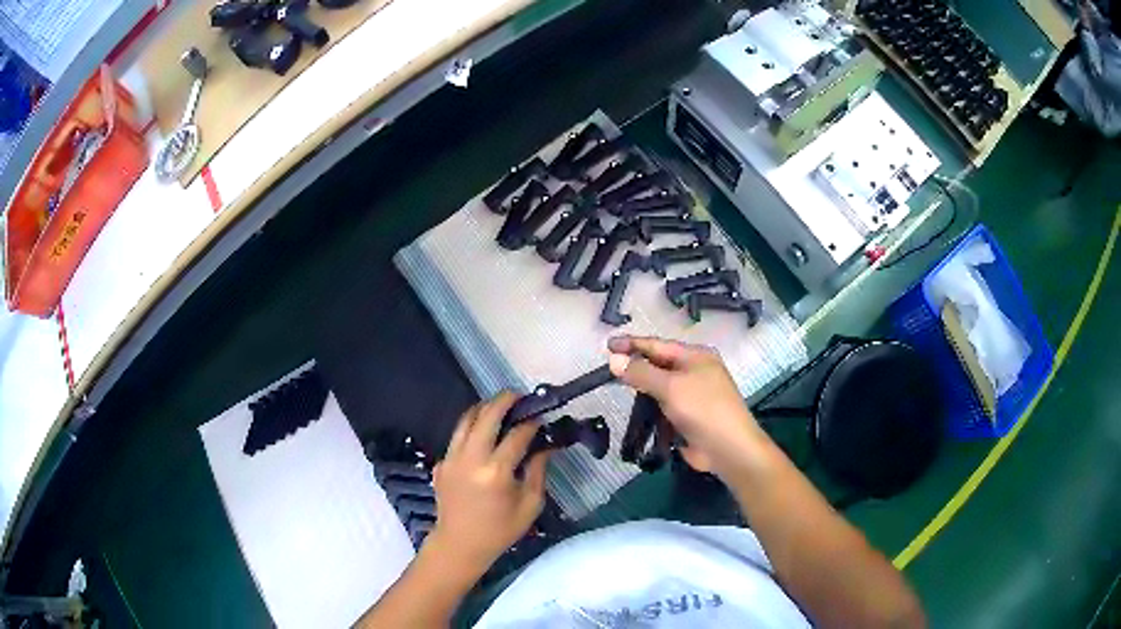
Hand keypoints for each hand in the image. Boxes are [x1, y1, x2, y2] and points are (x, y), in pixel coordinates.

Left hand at [429, 392, 548, 575]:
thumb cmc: (500, 530)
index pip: (517, 435)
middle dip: (504, 400)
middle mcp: (471, 459)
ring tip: (499, 405)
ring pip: (466, 419)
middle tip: (519, 395)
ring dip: (484, 407)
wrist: (460, 544)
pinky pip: (457, 437)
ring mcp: (451, 459)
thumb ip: (537, 471)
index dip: (531, 423)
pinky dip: (471, 428)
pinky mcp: (441, 463)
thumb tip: (544, 446)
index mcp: (496, 472)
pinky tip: (483, 433)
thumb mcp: (530, 505)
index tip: (540, 418)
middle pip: (486, 415)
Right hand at [607, 336, 768, 476]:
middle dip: (635, 365)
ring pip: (661, 386)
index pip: (657, 345)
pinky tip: (635, 410)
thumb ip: (641, 373)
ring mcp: (693, 394)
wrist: (729, 448)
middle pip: (659, 364)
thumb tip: (613, 359)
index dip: (632, 344)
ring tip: (616, 387)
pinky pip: (664, 405)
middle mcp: (695, 371)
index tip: (607, 345)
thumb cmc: (703, 409)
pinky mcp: (689, 416)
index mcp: (695, 356)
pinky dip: (651, 406)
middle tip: (607, 368)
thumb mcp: (670, 387)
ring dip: (642, 388)